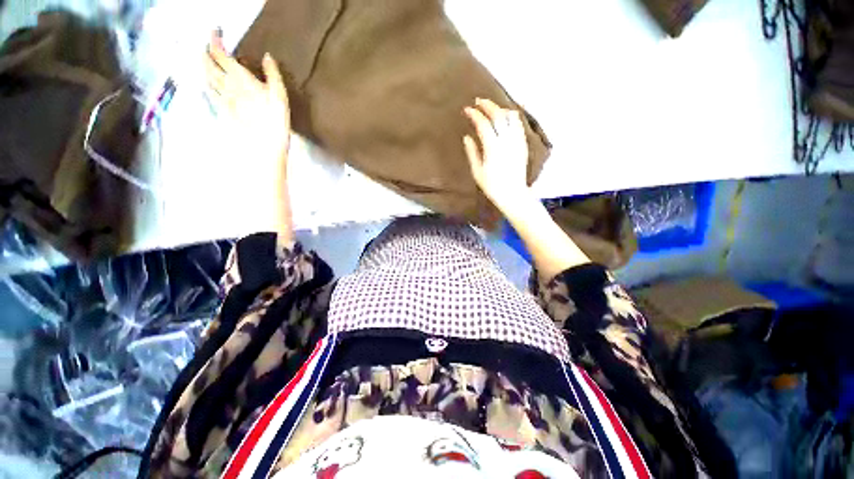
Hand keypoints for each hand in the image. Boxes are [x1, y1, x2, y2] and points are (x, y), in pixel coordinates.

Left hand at [205, 32, 294, 243]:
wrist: (262, 152)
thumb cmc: (275, 126)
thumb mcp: (281, 98)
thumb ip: (273, 76)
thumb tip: (267, 57)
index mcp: (239, 79)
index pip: (220, 53)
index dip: (215, 38)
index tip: (216, 29)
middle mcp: (225, 86)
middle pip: (207, 63)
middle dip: (206, 50)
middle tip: (210, 43)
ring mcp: (220, 100)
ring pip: (205, 76)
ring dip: (204, 64)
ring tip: (207, 59)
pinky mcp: (221, 113)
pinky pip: (208, 91)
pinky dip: (207, 82)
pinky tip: (209, 82)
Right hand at [463, 98, 533, 211]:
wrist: (513, 194)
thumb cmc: (492, 186)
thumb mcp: (477, 172)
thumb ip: (472, 153)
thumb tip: (467, 137)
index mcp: (493, 148)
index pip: (483, 124)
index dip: (475, 114)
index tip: (467, 110)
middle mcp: (506, 141)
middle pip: (498, 115)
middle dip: (487, 105)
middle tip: (478, 101)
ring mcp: (517, 141)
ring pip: (510, 117)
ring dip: (500, 109)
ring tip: (491, 109)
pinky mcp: (523, 144)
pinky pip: (518, 124)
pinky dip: (510, 116)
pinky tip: (505, 117)